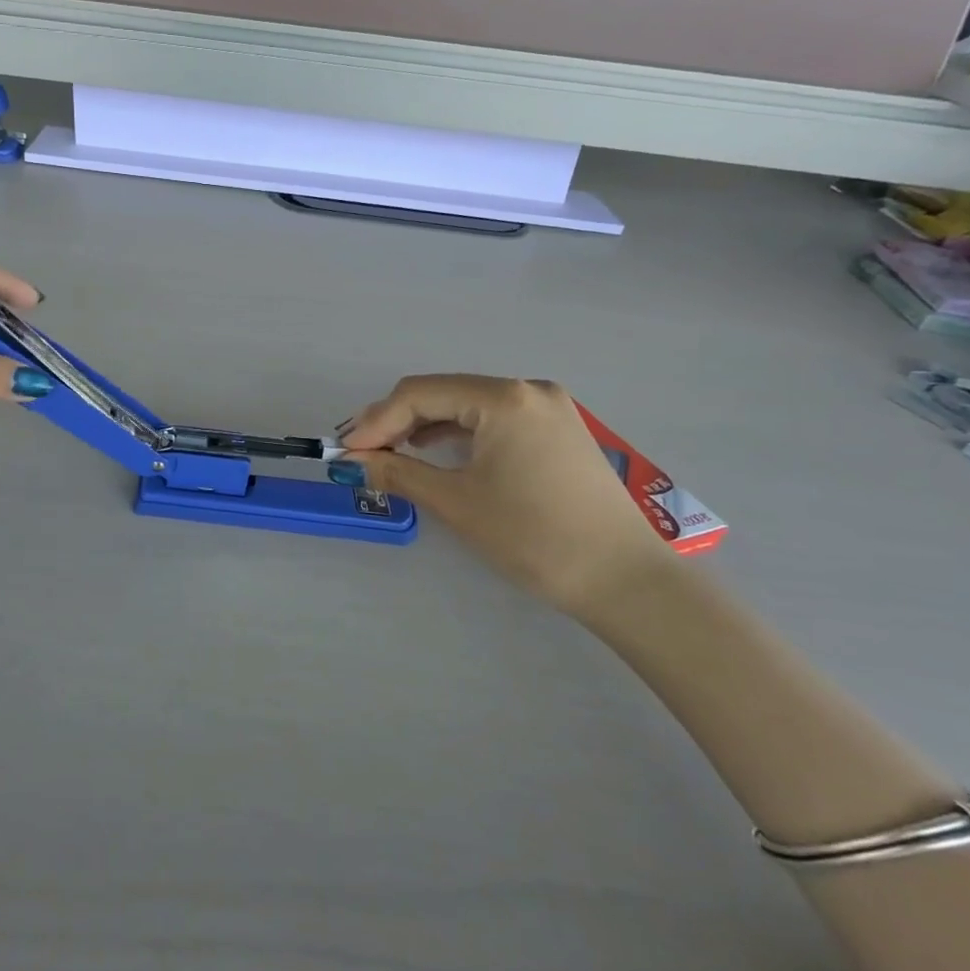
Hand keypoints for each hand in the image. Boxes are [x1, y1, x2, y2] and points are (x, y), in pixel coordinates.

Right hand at [338, 375, 673, 614]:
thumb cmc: (534, 536)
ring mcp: (548, 409)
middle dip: (396, 421)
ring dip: (424, 427)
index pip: (420, 394)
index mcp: (504, 398)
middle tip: (359, 451)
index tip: (344, 451)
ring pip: (467, 406)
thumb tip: (352, 462)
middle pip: (443, 393)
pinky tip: (435, 452)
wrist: (624, 580)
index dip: (375, 421)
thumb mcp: (456, 502)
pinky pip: (493, 420)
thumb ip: (398, 473)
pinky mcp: (558, 431)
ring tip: (389, 453)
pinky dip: (458, 435)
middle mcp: (527, 390)